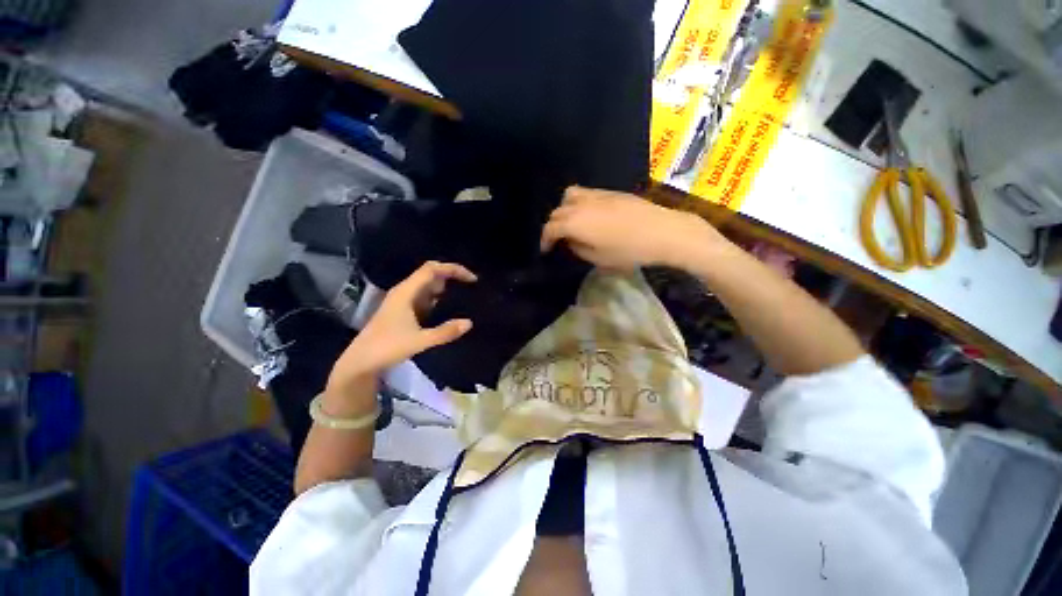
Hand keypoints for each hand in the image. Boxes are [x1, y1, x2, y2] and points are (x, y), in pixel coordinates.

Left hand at [328, 261, 476, 391]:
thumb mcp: (419, 341)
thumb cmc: (387, 348)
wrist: (360, 362)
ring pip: (428, 287)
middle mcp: (405, 291)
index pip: (432, 269)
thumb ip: (445, 332)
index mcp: (406, 292)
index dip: (453, 269)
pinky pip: (425, 298)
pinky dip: (439, 300)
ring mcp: (403, 301)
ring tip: (465, 296)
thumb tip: (469, 323)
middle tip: (471, 287)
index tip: (472, 279)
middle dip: (452, 277)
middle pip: (431, 274)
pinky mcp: (404, 311)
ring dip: (446, 288)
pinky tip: (449, 309)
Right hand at [540, 186, 726, 269]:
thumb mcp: (598, 258)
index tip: (545, 251)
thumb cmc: (628, 250)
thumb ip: (578, 248)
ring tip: (571, 223)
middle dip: (553, 226)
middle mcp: (581, 204)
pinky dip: (578, 203)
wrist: (662, 231)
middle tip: (558, 240)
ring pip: (569, 196)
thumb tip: (571, 241)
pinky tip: (588, 215)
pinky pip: (585, 193)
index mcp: (575, 222)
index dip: (544, 240)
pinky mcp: (609, 192)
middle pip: (557, 211)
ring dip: (564, 209)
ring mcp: (596, 194)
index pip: (550, 228)